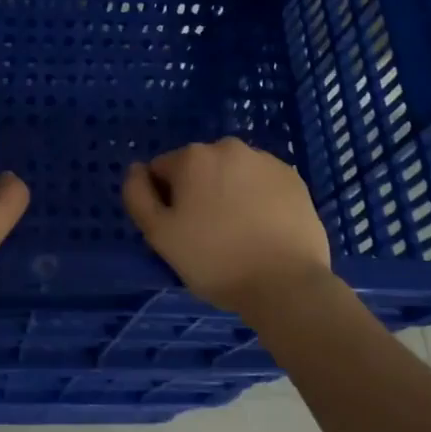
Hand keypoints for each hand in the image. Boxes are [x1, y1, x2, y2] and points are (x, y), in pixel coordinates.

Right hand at [123, 138, 332, 313]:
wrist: (285, 284)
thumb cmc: (214, 260)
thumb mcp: (159, 234)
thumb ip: (137, 195)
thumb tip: (136, 169)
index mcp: (192, 157)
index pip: (162, 171)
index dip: (164, 201)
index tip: (179, 230)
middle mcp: (228, 147)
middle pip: (198, 168)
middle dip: (197, 192)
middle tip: (207, 234)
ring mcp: (266, 161)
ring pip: (231, 174)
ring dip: (228, 193)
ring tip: (237, 233)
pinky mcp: (294, 179)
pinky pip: (262, 183)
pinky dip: (257, 199)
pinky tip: (263, 229)